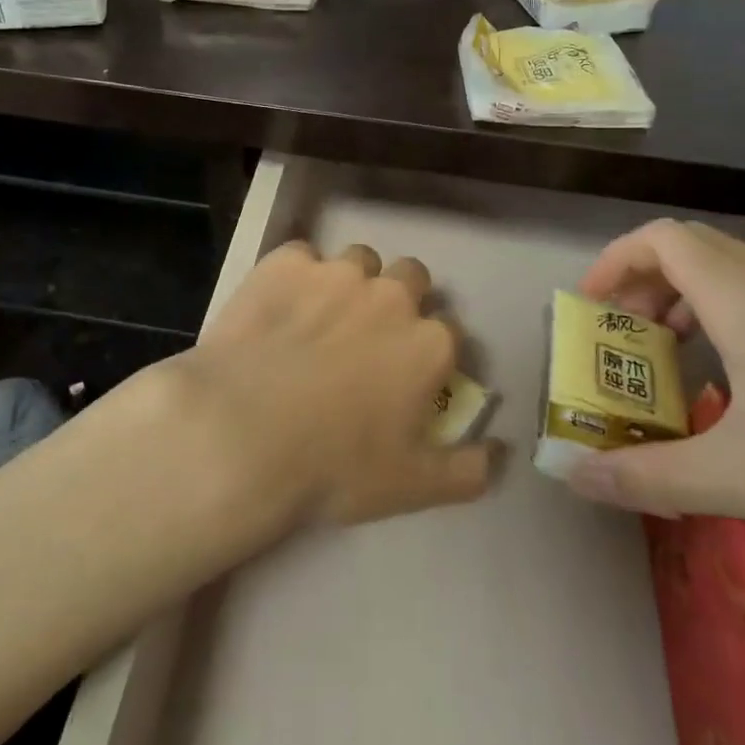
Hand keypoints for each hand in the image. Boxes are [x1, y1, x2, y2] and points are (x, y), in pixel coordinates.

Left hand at [173, 240, 497, 526]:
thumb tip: (501, 452)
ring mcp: (337, 273)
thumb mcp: (413, 487)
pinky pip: (301, 256)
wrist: (242, 434)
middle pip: (411, 278)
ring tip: (319, 318)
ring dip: (349, 283)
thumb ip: (470, 470)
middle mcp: (391, 296)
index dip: (429, 352)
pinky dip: (295, 276)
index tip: (407, 375)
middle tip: (367, 338)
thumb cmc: (334, 467)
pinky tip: (276, 309)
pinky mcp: (286, 263)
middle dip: (399, 300)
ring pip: (358, 261)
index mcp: (428, 343)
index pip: (448, 332)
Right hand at [564, 219, 744, 574]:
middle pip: (695, 251)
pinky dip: (741, 322)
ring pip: (740, 275)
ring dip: (694, 306)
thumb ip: (653, 477)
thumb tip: (575, 478)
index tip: (594, 312)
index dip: (615, 263)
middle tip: (629, 346)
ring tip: (685, 367)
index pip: (661, 239)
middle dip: (646, 288)